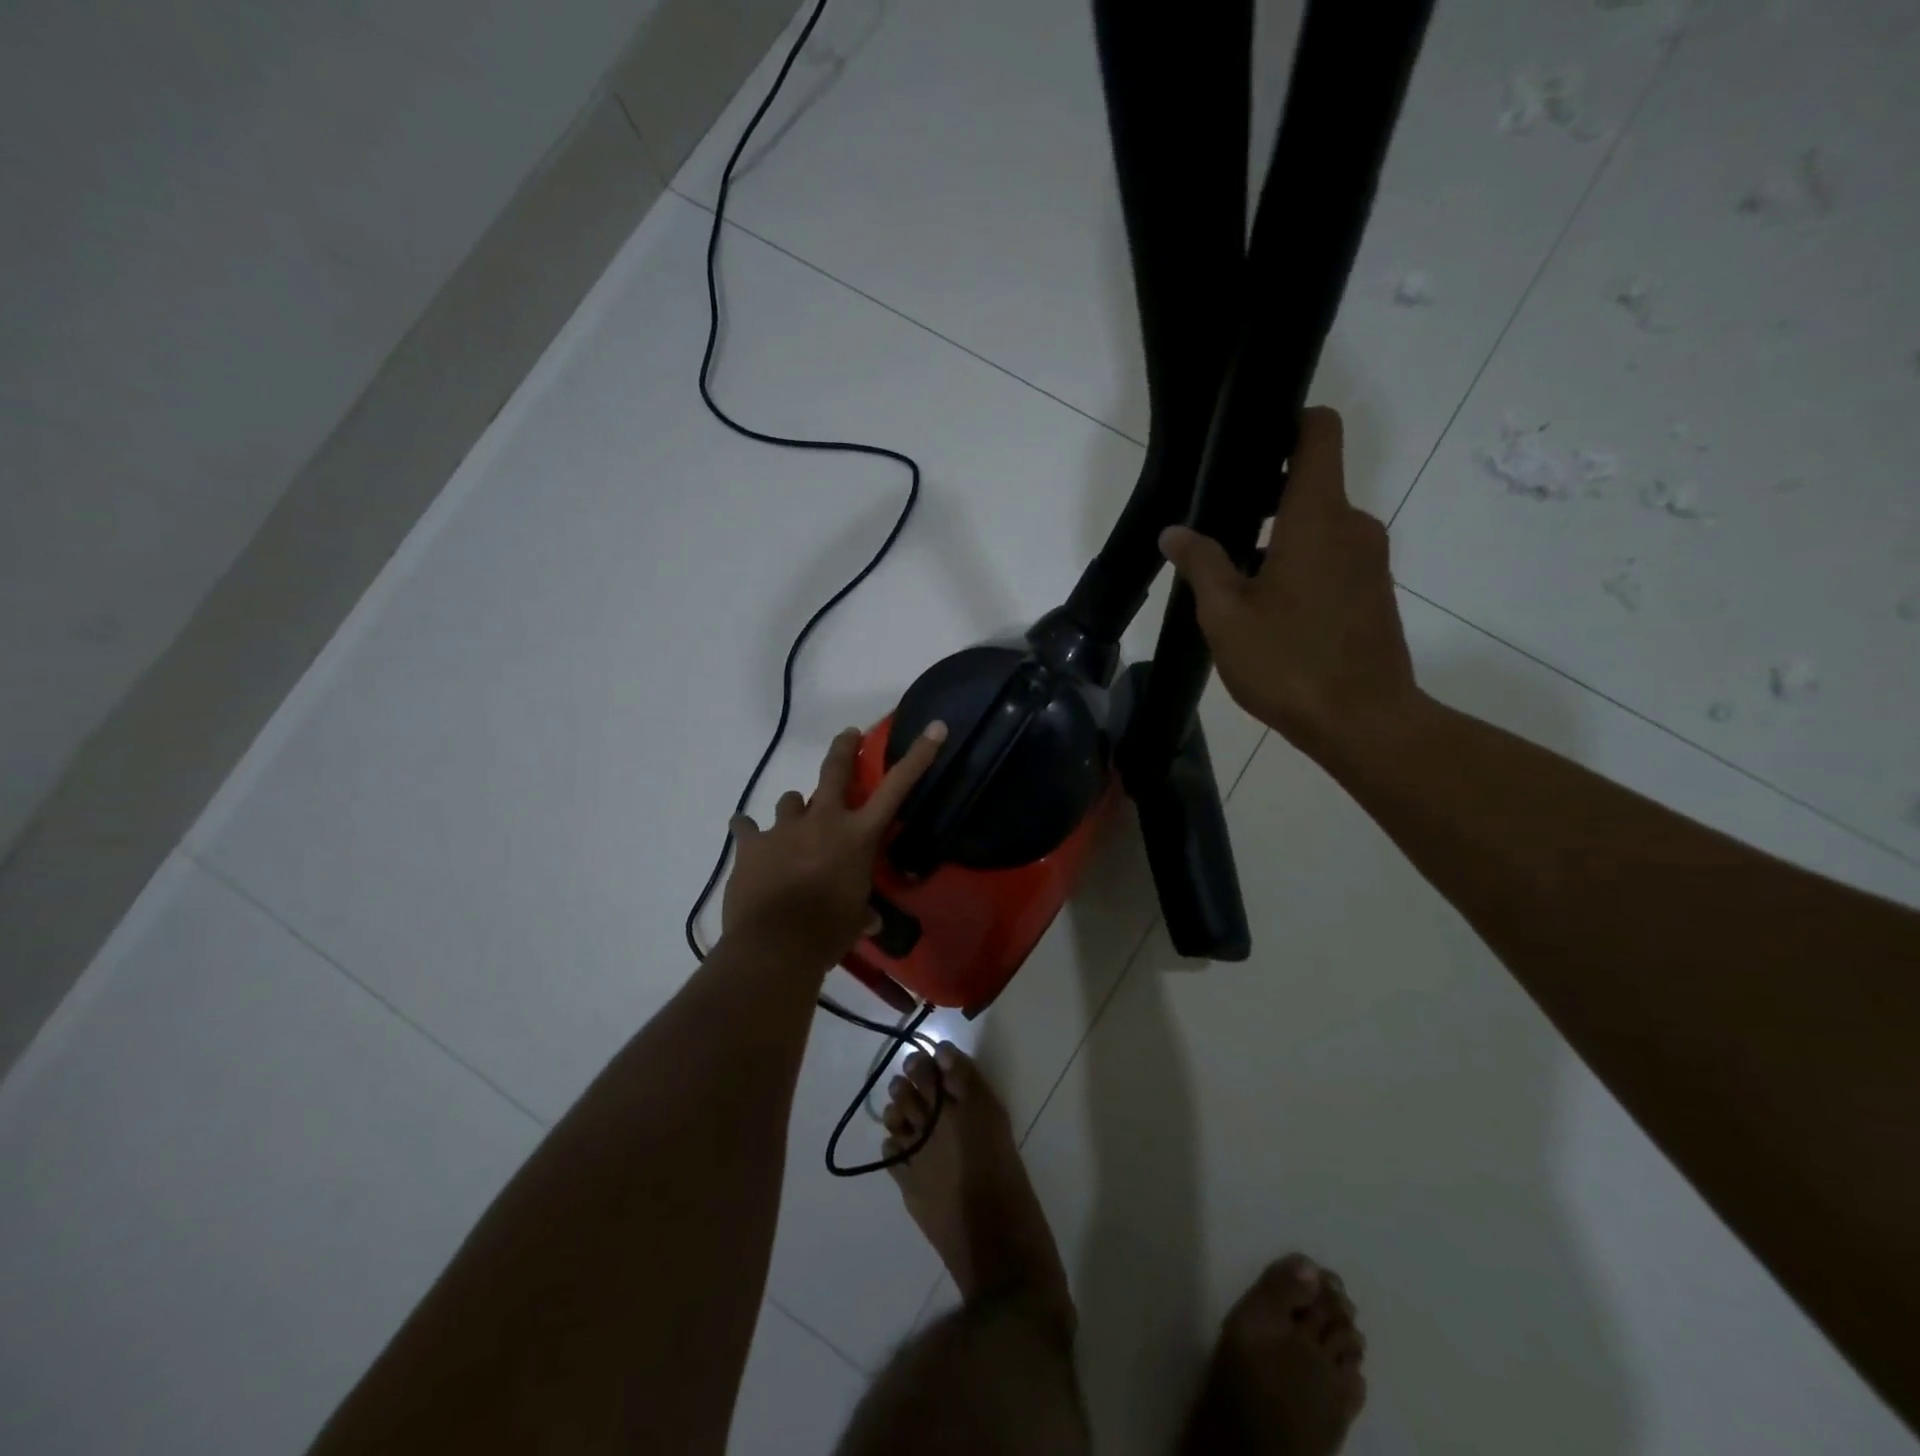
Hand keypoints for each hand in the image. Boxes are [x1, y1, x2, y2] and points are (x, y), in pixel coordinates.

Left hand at [721, 721, 947, 963]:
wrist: (773, 946)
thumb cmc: (826, 933)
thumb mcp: (855, 920)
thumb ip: (862, 911)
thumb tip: (869, 919)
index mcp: (857, 836)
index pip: (896, 788)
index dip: (918, 756)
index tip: (935, 728)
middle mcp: (823, 821)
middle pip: (834, 770)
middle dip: (844, 748)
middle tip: (848, 735)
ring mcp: (784, 828)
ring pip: (791, 799)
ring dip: (796, 809)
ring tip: (794, 825)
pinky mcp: (751, 844)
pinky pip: (747, 826)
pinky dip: (750, 830)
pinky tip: (748, 834)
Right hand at [1159, 407, 1419, 760]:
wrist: (1363, 721)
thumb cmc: (1288, 661)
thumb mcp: (1226, 615)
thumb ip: (1201, 564)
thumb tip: (1175, 532)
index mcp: (1317, 517)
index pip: (1318, 433)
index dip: (1288, 422)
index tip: (1248, 445)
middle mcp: (1352, 525)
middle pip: (1311, 483)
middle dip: (1264, 496)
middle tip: (1216, 528)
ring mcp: (1369, 560)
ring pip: (1319, 526)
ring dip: (1278, 538)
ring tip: (1233, 578)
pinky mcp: (1373, 591)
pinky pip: (1332, 557)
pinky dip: (1300, 564)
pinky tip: (1267, 608)